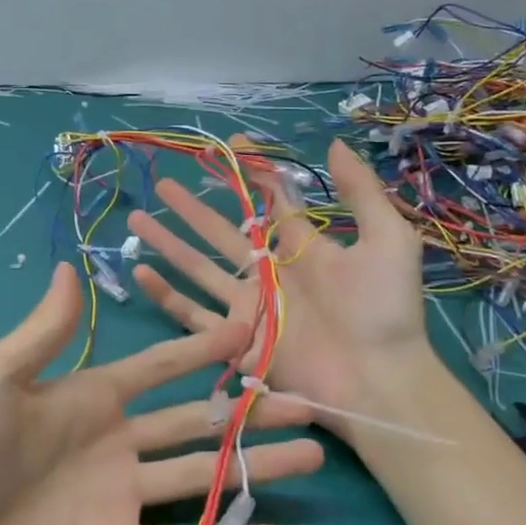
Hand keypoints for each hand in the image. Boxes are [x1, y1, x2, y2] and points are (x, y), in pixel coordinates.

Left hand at [0, 263, 323, 524]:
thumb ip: (43, 332)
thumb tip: (70, 267)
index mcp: (91, 398)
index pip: (161, 367)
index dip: (203, 348)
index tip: (251, 329)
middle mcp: (117, 443)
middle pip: (197, 422)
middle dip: (250, 413)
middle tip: (306, 405)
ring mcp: (122, 499)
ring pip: (202, 478)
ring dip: (255, 469)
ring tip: (312, 457)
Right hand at [127, 139, 432, 440]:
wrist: (379, 380)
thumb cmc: (384, 310)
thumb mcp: (387, 239)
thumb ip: (360, 192)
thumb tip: (333, 144)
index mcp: (302, 247)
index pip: (269, 201)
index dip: (251, 172)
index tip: (229, 145)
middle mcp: (269, 273)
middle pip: (221, 231)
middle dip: (191, 207)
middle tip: (163, 184)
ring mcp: (248, 307)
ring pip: (198, 267)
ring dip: (168, 243)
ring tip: (138, 218)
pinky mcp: (234, 339)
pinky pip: (191, 315)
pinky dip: (165, 295)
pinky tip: (140, 272)